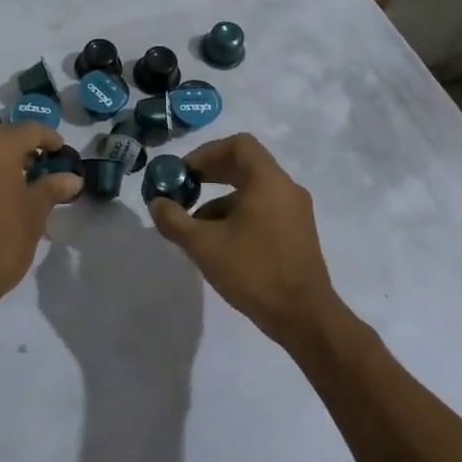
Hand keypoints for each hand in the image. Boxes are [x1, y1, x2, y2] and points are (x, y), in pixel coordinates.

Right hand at [147, 133, 340, 349]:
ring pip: (253, 190)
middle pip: (245, 165)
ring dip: (221, 199)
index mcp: (268, 181)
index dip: (207, 153)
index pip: (239, 145)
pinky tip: (219, 243)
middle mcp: (286, 189)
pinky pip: (263, 209)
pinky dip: (238, 215)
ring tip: (194, 225)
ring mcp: (295, 212)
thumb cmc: (254, 272)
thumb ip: (174, 220)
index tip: (184, 172)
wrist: (304, 317)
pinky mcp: (297, 233)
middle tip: (183, 189)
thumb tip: (157, 203)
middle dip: (210, 174)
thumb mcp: (204, 245)